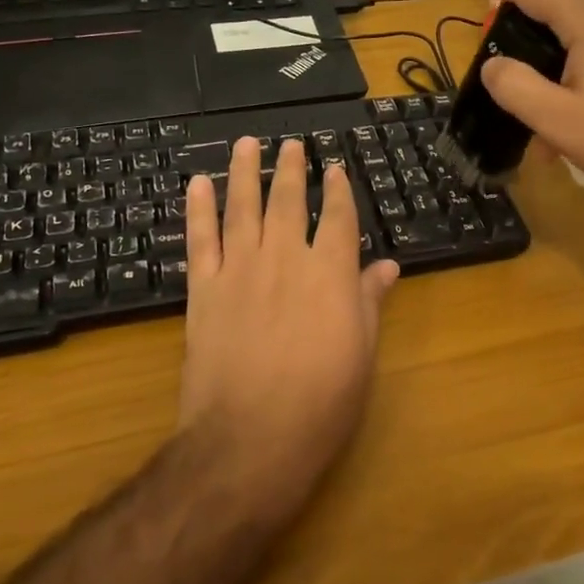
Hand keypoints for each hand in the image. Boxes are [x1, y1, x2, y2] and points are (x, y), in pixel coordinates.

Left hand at [180, 138, 399, 515]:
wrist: (249, 439)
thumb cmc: (321, 402)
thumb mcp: (360, 353)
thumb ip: (368, 301)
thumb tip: (387, 266)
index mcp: (329, 273)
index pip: (337, 218)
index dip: (338, 191)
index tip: (336, 168)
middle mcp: (284, 259)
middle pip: (288, 202)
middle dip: (292, 170)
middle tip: (292, 144)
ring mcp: (239, 271)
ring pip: (242, 208)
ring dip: (244, 173)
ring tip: (246, 144)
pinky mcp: (204, 291)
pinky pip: (199, 240)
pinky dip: (197, 209)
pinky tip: (197, 185)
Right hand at [462, 0, 583, 204]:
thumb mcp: (557, 119)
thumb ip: (515, 88)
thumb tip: (492, 65)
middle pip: (553, 11)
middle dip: (518, 32)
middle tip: (493, 56)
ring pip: (574, 43)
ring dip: (546, 70)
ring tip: (531, 113)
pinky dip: (571, 82)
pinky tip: (566, 128)